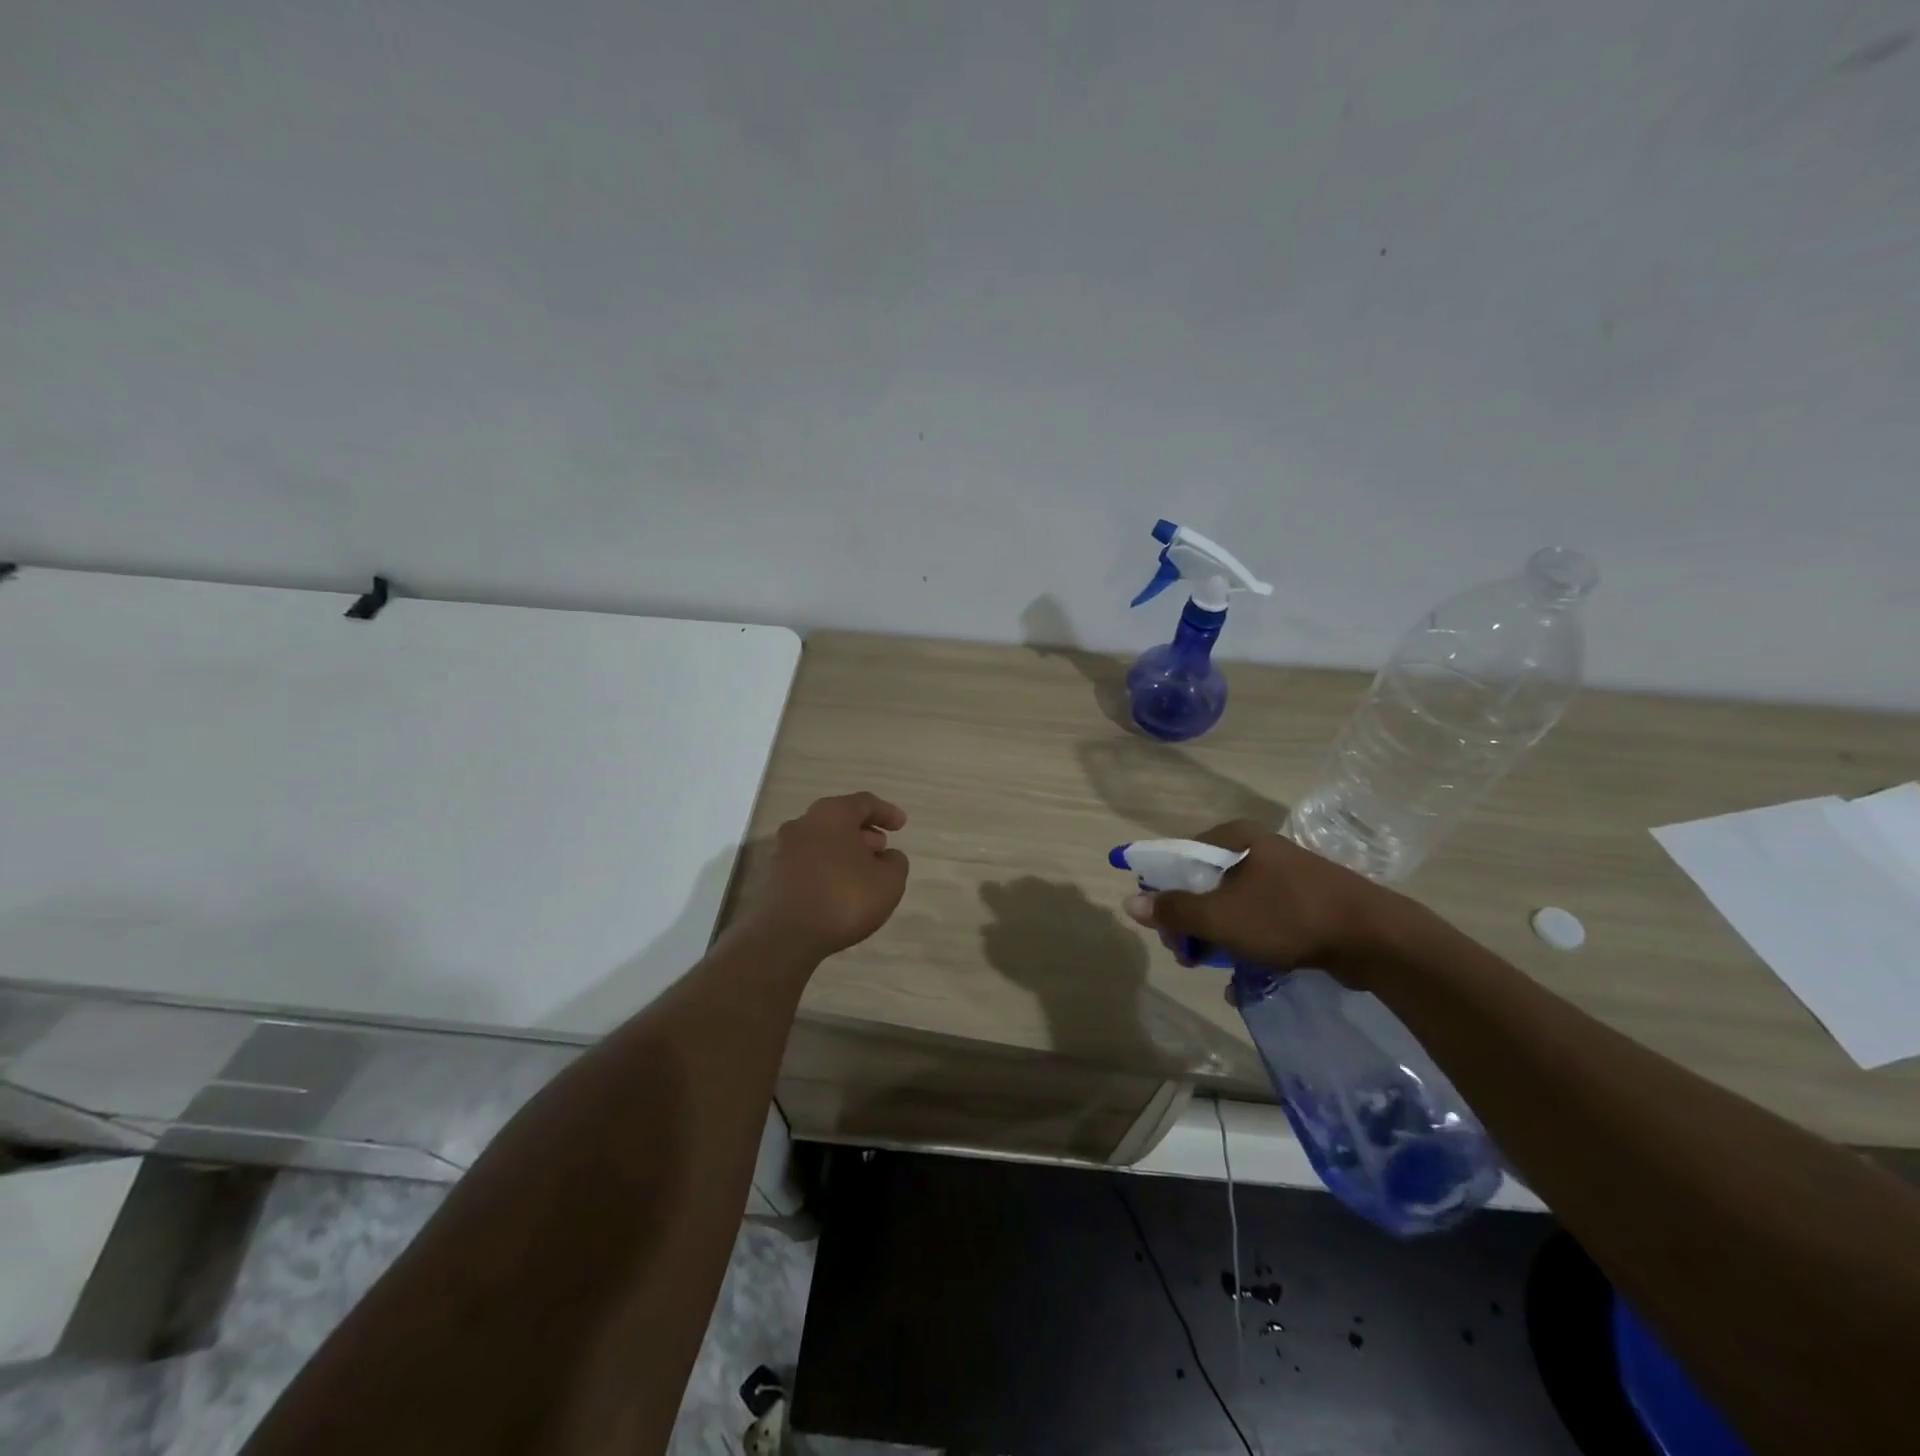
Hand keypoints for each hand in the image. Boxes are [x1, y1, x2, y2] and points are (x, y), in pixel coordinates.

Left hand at [751, 792, 909, 957]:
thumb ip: (895, 862)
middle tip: (882, 848)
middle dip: (863, 832)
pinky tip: (840, 889)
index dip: (886, 812)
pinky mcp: (774, 876)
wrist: (787, 936)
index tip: (902, 825)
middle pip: (839, 819)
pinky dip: (827, 868)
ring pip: (822, 841)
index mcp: (832, 814)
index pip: (864, 803)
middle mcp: (804, 823)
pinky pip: (809, 863)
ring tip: (864, 872)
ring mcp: (784, 849)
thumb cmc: (844, 898)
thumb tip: (887, 857)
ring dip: (844, 851)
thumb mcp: (889, 881)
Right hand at [1121, 820, 1405, 981]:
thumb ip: (1174, 911)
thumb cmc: (1287, 917)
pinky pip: (1261, 920)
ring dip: (1219, 939)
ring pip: (1232, 906)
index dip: (1162, 893)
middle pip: (1204, 884)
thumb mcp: (1221, 917)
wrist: (1375, 937)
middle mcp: (1256, 849)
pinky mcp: (1304, 901)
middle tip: (1191, 956)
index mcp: (1234, 838)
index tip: (1165, 930)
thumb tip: (1130, 902)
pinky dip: (1249, 944)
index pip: (1178, 857)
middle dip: (1192, 924)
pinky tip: (1247, 977)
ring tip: (1221, 970)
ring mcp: (1283, 875)